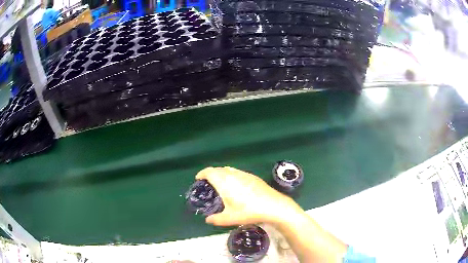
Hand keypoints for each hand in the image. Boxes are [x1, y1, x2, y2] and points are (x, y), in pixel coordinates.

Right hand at [196, 167, 302, 226]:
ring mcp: (244, 174)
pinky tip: (235, 184)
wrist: (273, 205)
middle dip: (210, 173)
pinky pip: (237, 172)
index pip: (209, 172)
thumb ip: (216, 219)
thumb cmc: (249, 212)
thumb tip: (207, 220)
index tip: (198, 178)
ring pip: (228, 169)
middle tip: (207, 182)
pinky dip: (230, 174)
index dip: (202, 173)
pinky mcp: (252, 176)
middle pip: (218, 169)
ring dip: (221, 173)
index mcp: (224, 182)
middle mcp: (233, 175)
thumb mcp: (230, 218)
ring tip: (219, 183)